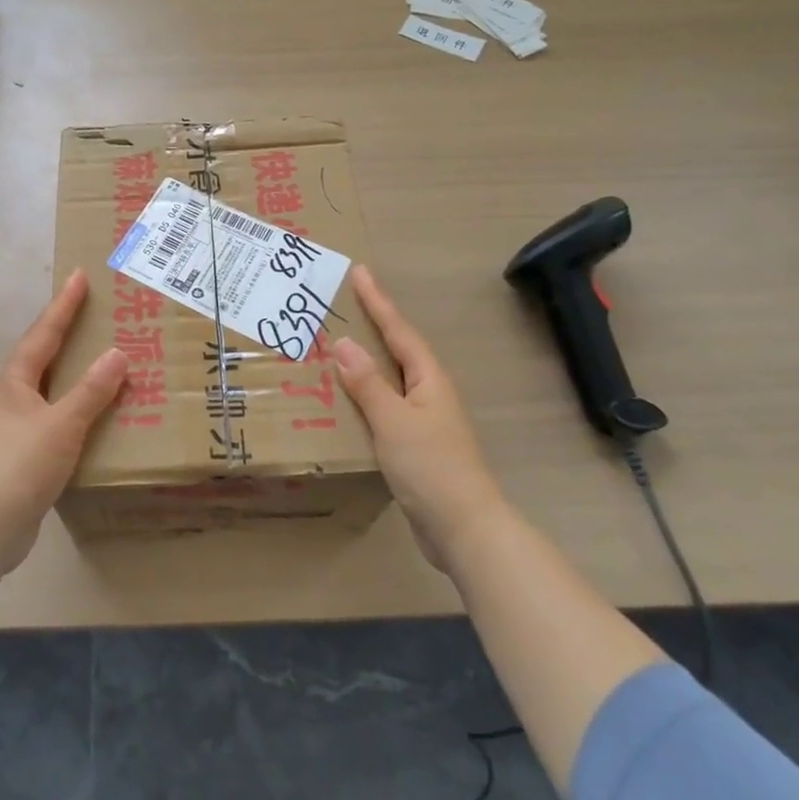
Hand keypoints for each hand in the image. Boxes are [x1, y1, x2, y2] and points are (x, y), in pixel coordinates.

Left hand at [0, 268, 127, 574]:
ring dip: (73, 368)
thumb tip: (117, 353)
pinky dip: (76, 404)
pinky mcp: (24, 451)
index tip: (79, 275)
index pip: (45, 332)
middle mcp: (13, 395)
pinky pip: (56, 413)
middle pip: (43, 353)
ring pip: (50, 384)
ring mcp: (16, 424)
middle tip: (93, 309)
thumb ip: (91, 390)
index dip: (64, 304)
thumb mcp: (62, 423)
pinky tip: (95, 413)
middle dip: (66, 330)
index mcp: (18, 380)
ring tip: (101, 355)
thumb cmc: (21, 465)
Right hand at [331, 265, 504, 572]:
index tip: (360, 272)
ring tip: (335, 345)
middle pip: (396, 349)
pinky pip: (384, 405)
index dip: (378, 301)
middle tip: (343, 303)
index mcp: (429, 378)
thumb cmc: (431, 467)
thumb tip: (343, 344)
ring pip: (389, 378)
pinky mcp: (415, 444)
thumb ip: (367, 382)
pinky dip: (364, 394)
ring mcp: (424, 419)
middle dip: (372, 325)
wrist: (463, 528)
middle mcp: (429, 392)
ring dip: (365, 360)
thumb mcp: (393, 420)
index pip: (398, 330)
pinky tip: (344, 400)